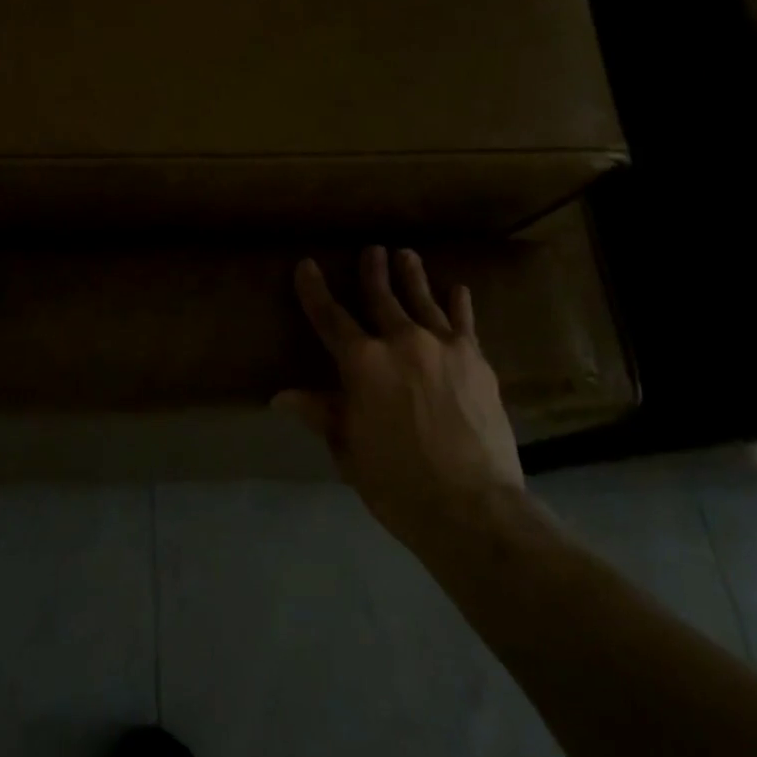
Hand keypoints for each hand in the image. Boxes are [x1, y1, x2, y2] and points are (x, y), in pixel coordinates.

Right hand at [276, 246, 524, 547]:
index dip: (314, 290)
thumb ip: (320, 413)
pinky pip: (464, 323)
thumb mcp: (348, 448)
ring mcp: (442, 347)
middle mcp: (400, 341)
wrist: (472, 506)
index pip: (330, 317)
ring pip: (422, 300)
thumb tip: (281, 397)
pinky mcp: (476, 360)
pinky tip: (457, 289)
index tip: (306, 265)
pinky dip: (459, 304)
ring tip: (406, 255)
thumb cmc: (396, 482)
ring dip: (412, 276)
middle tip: (371, 250)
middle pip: (381, 298)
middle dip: (372, 272)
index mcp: (362, 363)